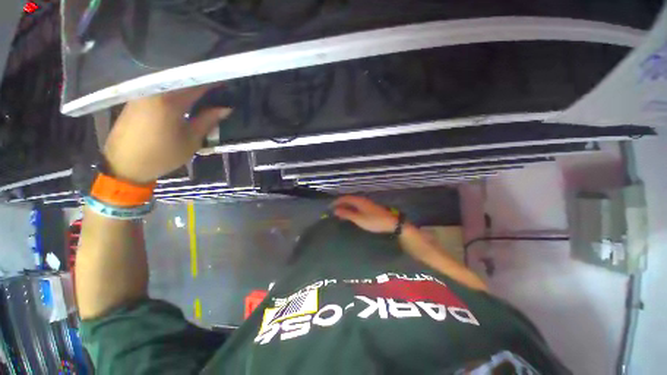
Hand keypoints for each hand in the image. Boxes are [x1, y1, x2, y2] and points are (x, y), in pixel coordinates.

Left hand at [103, 86, 231, 183]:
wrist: (125, 165)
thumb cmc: (162, 155)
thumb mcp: (191, 140)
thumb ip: (208, 120)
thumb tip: (225, 108)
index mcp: (170, 101)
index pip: (197, 84)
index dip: (213, 82)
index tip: (226, 83)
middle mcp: (154, 90)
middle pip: (182, 79)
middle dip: (201, 82)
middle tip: (216, 88)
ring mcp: (143, 93)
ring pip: (170, 82)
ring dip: (187, 85)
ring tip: (202, 91)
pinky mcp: (136, 98)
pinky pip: (159, 88)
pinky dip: (174, 90)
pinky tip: (183, 95)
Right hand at [331, 196, 400, 233]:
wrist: (391, 222)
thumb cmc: (374, 221)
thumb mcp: (359, 218)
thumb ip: (347, 214)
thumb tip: (335, 210)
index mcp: (358, 200)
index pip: (345, 198)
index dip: (337, 201)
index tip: (330, 207)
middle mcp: (362, 199)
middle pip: (348, 199)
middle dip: (340, 204)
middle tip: (334, 211)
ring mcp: (366, 203)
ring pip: (353, 203)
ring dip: (346, 207)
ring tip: (340, 214)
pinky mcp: (369, 207)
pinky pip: (357, 206)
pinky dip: (351, 209)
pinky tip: (351, 215)